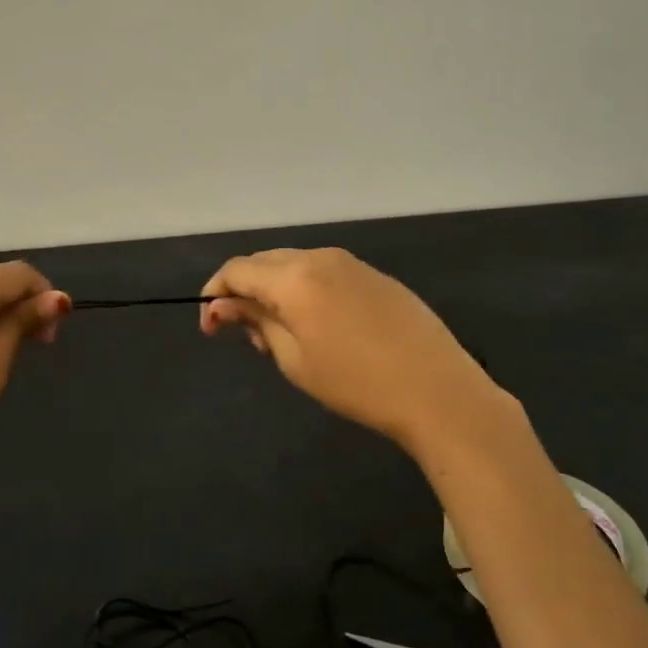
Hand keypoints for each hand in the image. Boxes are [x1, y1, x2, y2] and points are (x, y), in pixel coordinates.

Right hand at [200, 247, 506, 449]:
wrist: (437, 390)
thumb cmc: (357, 383)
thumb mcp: (294, 359)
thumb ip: (256, 322)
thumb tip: (224, 305)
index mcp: (295, 277)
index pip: (237, 270)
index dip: (215, 294)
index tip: (210, 328)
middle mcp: (320, 257)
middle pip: (265, 262)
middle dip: (245, 291)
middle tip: (246, 336)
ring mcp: (352, 263)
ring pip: (295, 264)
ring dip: (275, 290)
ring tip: (281, 335)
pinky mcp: (375, 276)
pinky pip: (325, 272)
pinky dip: (306, 290)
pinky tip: (317, 325)